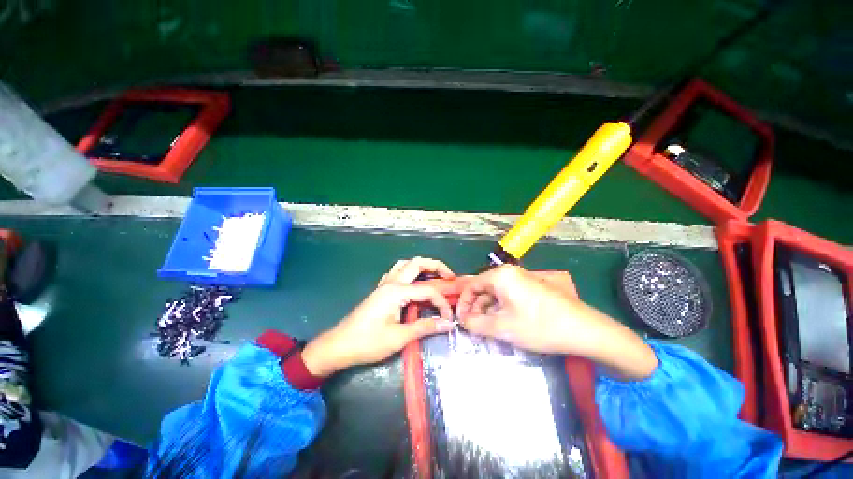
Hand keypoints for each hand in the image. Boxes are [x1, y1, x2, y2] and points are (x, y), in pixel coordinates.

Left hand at [302, 257, 455, 376]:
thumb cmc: (368, 342)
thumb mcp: (399, 337)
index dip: (442, 302)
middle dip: (436, 266)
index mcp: (397, 291)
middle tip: (450, 277)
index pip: (428, 290)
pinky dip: (408, 273)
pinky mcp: (380, 291)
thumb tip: (447, 324)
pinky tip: (412, 284)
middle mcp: (391, 282)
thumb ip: (425, 327)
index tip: (449, 318)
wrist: (339, 346)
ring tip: (434, 276)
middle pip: (417, 263)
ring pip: (405, 265)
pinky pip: (396, 273)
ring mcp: (384, 285)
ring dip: (421, 266)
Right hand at [457, 265, 657, 379]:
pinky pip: (508, 298)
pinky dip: (501, 311)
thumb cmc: (539, 326)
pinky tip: (503, 326)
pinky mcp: (531, 290)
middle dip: (476, 309)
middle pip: (483, 289)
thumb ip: (476, 324)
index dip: (463, 303)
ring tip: (487, 331)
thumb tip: (463, 321)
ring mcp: (522, 281)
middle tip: (474, 329)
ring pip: (496, 295)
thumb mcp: (502, 327)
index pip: (471, 285)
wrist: (584, 330)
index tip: (461, 321)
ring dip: (488, 312)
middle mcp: (509, 273)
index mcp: (500, 275)